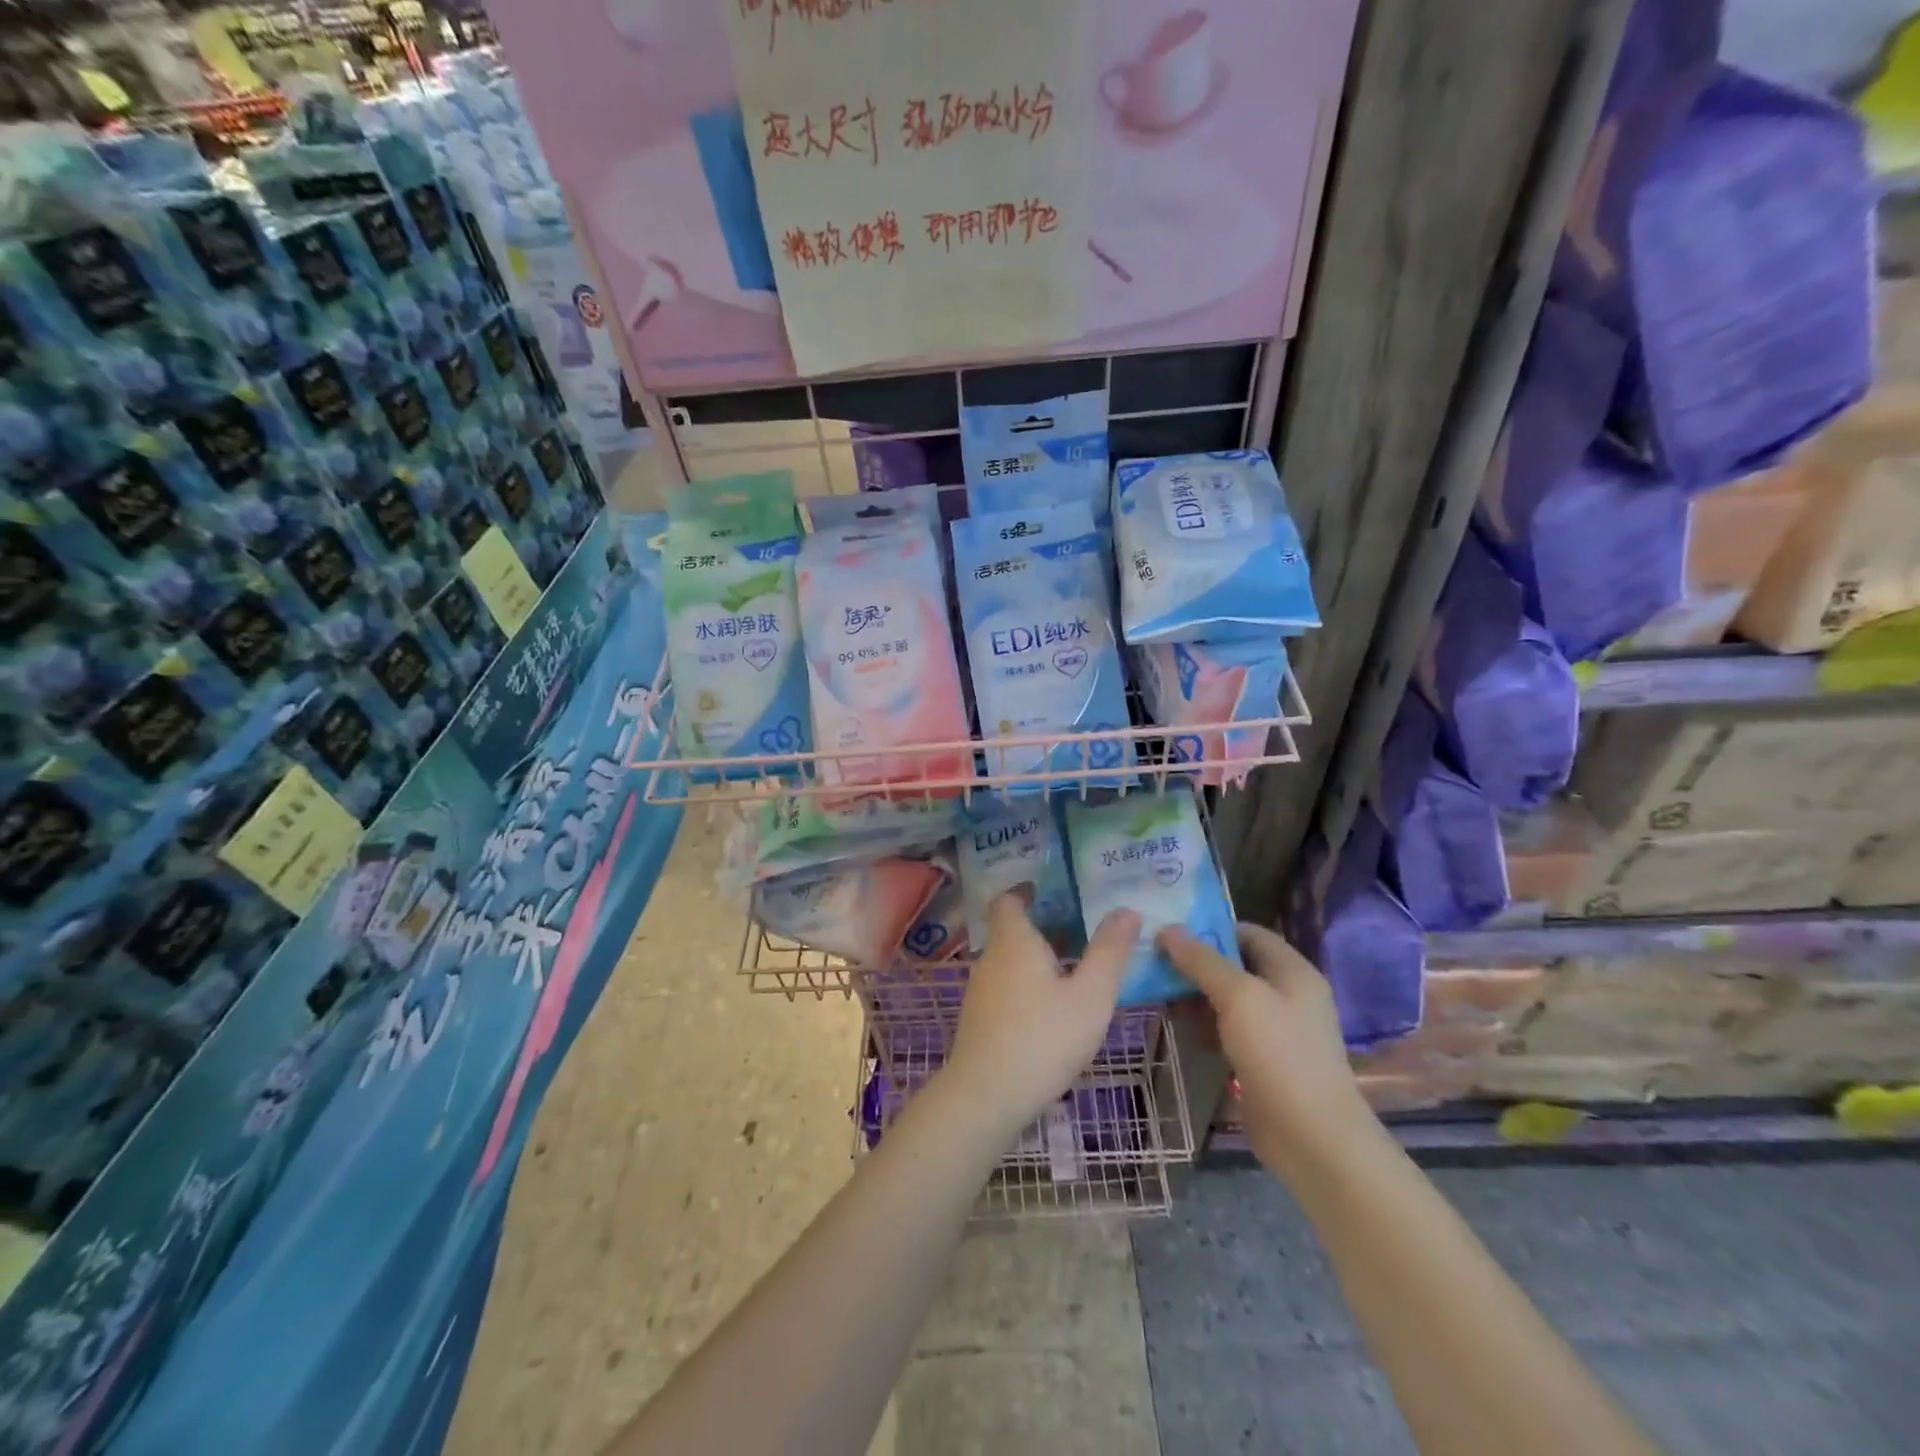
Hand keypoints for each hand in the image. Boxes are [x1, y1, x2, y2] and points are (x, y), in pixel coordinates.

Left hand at [943, 892, 1141, 1139]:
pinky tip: (1051, 1008)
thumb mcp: (1090, 995)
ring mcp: (980, 990)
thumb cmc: (1043, 1038)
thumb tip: (1127, 910)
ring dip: (1036, 958)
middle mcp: (991, 958)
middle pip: (1012, 930)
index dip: (1026, 891)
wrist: (986, 1096)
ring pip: (1009, 961)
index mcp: (1014, 941)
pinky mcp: (979, 1019)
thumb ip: (1109, 952)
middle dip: (1042, 927)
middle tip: (1080, 930)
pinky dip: (1027, 984)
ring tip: (1072, 968)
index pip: (1008, 900)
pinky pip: (1005, 987)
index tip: (1051, 891)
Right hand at [1160, 922, 1375, 1177]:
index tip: (1169, 930)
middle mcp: (1286, 994)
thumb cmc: (1279, 1055)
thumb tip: (1168, 930)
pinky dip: (1204, 1023)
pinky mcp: (1261, 1058)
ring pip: (1227, 998)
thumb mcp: (1238, 997)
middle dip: (1195, 962)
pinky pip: (1227, 1028)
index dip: (1209, 928)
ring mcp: (1275, 1029)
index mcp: (1292, 971)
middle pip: (1234, 964)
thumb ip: (1202, 961)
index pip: (1247, 932)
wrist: (1312, 1138)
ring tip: (1157, 991)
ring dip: (1195, 994)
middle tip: (1154, 961)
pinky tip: (1178, 1025)